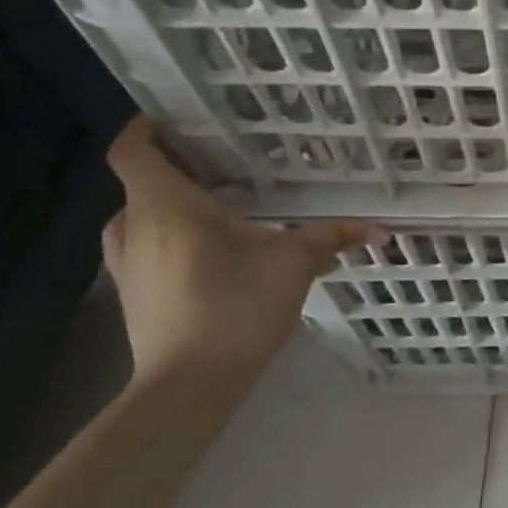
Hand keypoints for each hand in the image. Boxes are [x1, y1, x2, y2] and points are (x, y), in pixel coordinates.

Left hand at [101, 117, 384, 389]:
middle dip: (171, 170)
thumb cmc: (235, 307)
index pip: (133, 150)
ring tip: (211, 210)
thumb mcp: (292, 263)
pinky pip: (143, 250)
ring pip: (137, 220)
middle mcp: (135, 228)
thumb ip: (331, 237)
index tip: (179, 120)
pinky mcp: (132, 297)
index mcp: (166, 206)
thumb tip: (380, 229)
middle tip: (217, 166)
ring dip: (166, 208)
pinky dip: (167, 240)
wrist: (188, 387)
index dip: (146, 128)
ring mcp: (127, 267)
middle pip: (138, 184)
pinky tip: (206, 256)